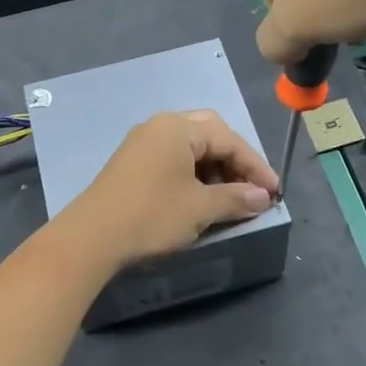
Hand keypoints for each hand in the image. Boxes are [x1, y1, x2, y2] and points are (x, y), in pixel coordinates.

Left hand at [58, 110, 277, 269]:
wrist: (90, 239)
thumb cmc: (152, 216)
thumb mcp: (200, 209)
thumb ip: (236, 199)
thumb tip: (263, 197)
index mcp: (178, 127)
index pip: (229, 139)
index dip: (256, 166)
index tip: (275, 192)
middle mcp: (159, 126)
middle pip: (210, 135)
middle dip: (235, 162)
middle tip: (252, 189)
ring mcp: (142, 143)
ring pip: (191, 149)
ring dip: (215, 170)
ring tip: (230, 199)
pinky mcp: (131, 164)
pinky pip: (173, 160)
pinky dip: (193, 176)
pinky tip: (200, 199)